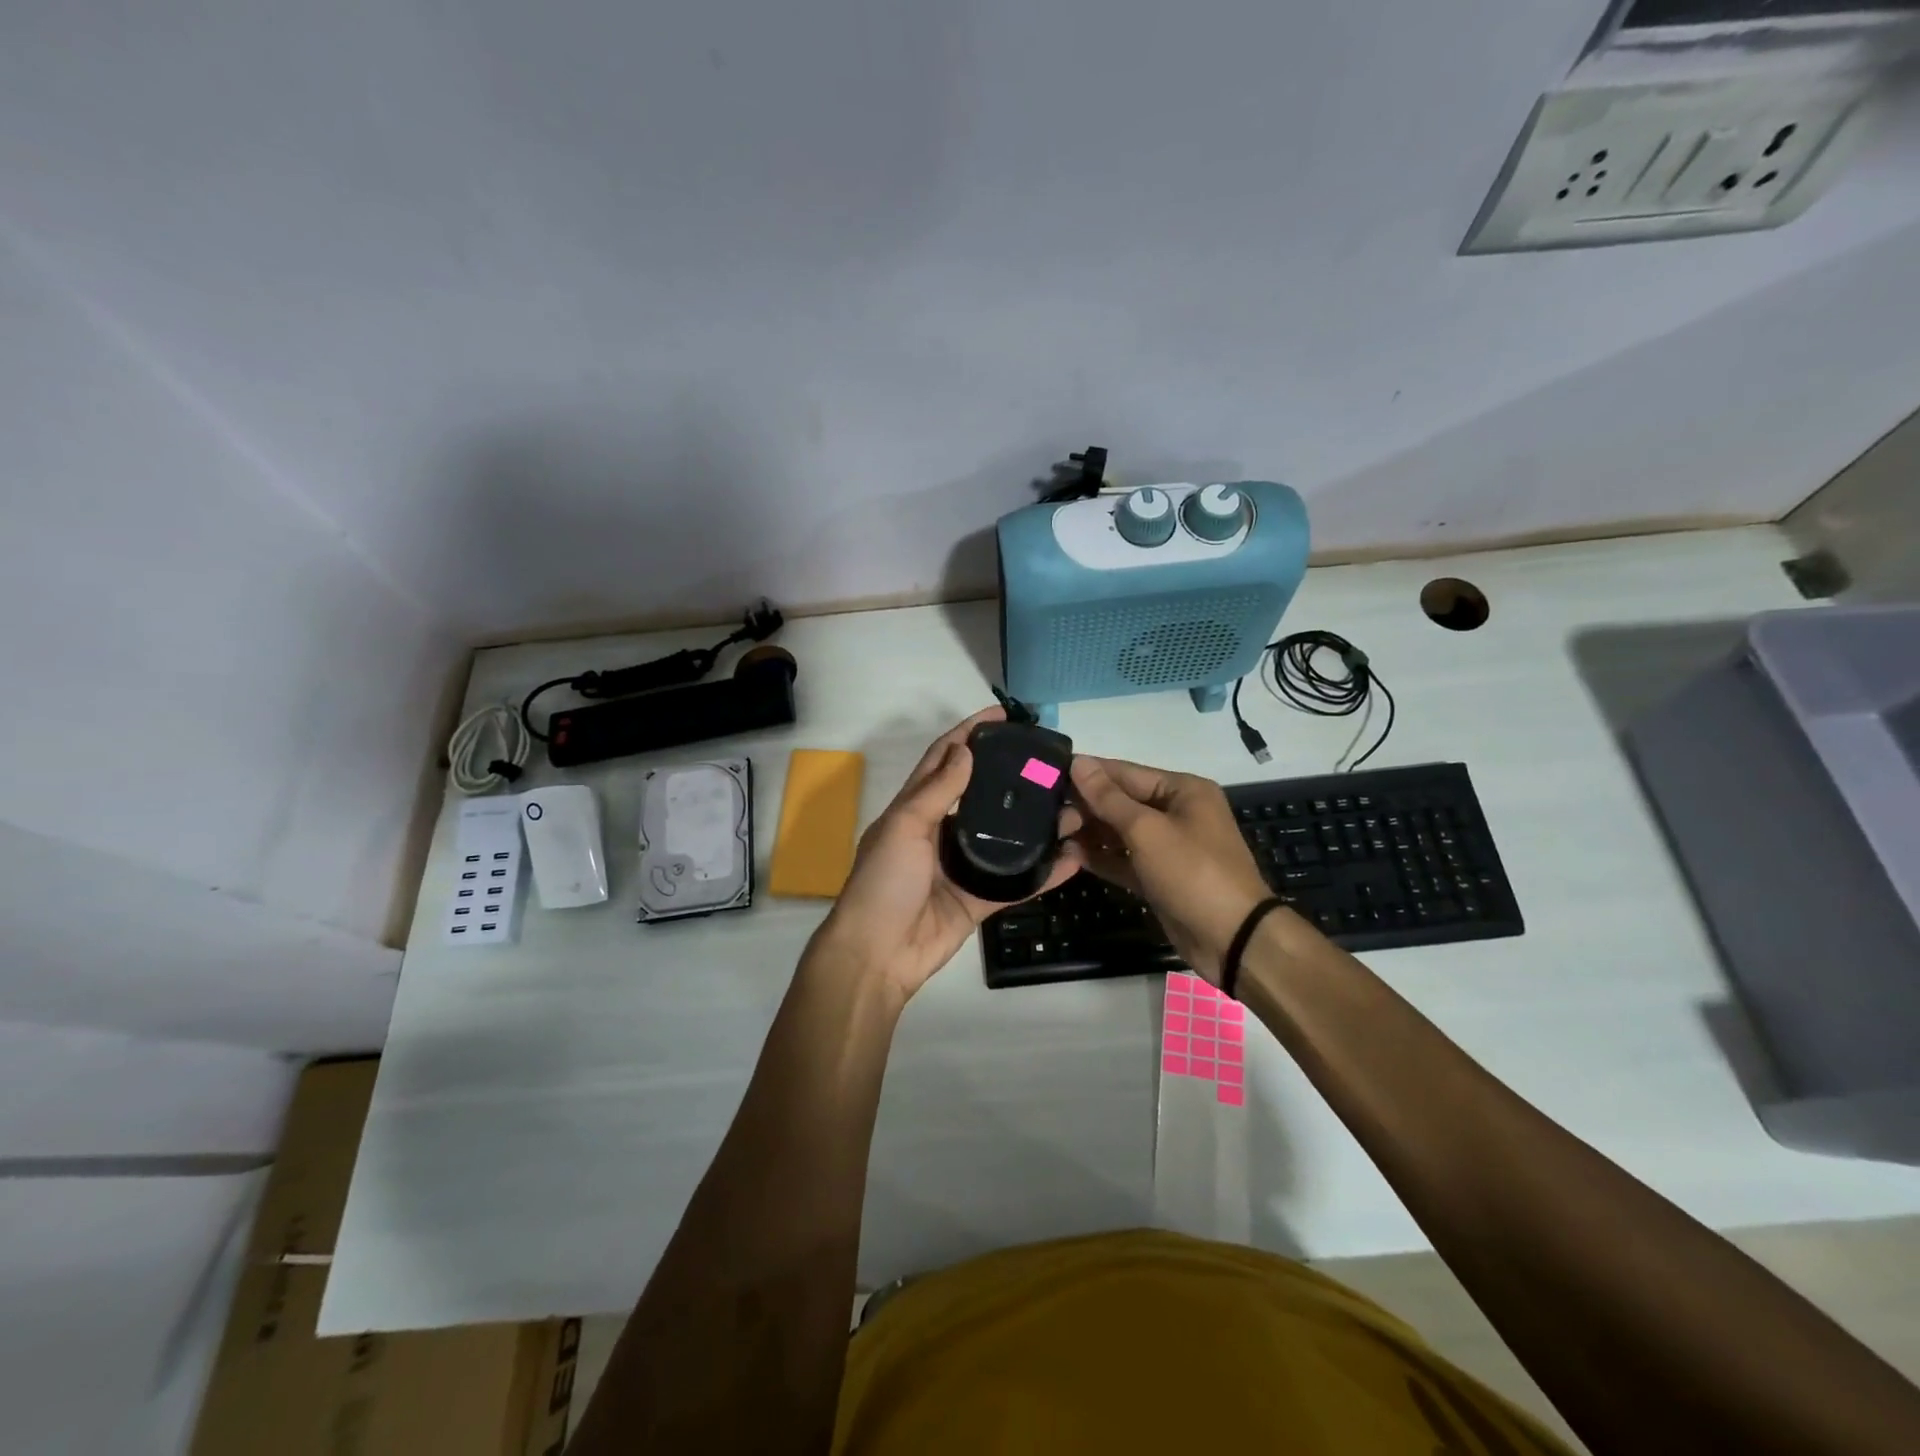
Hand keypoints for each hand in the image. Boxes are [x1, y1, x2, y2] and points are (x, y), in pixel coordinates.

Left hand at [810, 707, 1085, 1003]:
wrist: (877, 956)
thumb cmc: (883, 882)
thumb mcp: (904, 827)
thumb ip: (937, 790)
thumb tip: (965, 748)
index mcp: (915, 808)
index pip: (945, 759)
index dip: (970, 733)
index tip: (1003, 715)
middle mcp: (940, 831)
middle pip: (982, 795)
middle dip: (1012, 777)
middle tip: (1050, 763)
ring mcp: (962, 866)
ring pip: (1005, 838)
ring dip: (1036, 823)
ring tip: (1072, 807)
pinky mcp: (978, 899)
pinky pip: (1017, 882)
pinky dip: (1044, 873)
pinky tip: (1073, 858)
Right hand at [1069, 755, 1308, 984]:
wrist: (1233, 939)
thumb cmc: (1193, 872)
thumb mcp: (1147, 830)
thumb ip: (1108, 798)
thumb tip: (1078, 762)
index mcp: (1182, 791)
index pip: (1125, 773)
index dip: (1088, 774)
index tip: (1047, 774)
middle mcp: (1176, 813)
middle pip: (1121, 801)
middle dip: (1085, 806)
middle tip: (1045, 813)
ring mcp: (1168, 847)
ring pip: (1119, 832)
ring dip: (1088, 832)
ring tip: (1051, 833)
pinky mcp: (1159, 877)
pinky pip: (1124, 860)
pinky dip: (1100, 858)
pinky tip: (1068, 856)